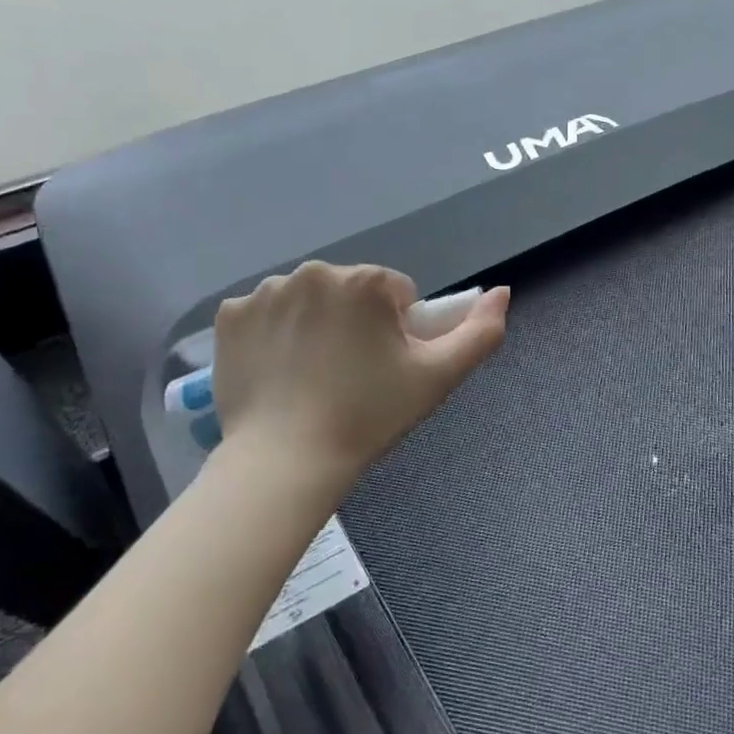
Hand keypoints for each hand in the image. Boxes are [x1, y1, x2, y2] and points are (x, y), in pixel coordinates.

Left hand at [212, 262, 508, 481]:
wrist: (286, 461)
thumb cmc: (369, 416)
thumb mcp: (438, 378)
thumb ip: (480, 332)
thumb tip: (503, 292)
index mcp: (365, 281)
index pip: (396, 293)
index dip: (397, 332)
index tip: (383, 369)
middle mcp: (314, 272)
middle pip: (350, 292)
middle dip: (356, 323)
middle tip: (350, 376)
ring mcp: (265, 292)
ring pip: (308, 300)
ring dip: (315, 325)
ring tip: (312, 376)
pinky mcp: (230, 315)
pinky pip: (265, 314)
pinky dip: (273, 334)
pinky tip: (278, 370)